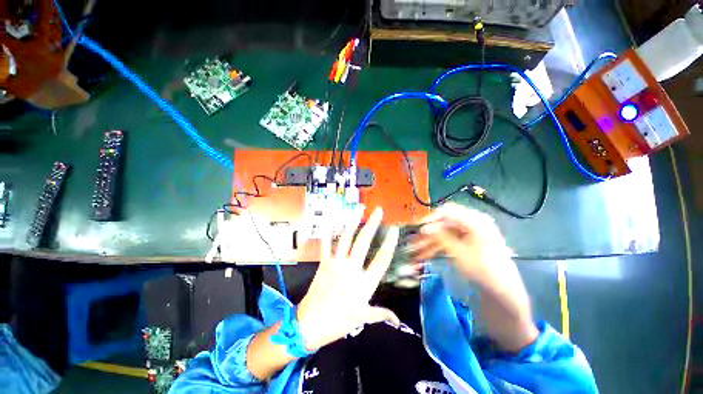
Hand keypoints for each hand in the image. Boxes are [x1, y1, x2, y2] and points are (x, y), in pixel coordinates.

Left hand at [296, 206, 400, 350]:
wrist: (309, 325)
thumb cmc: (337, 322)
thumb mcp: (362, 318)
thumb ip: (381, 314)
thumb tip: (396, 319)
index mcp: (364, 284)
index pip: (381, 260)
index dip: (389, 243)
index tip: (394, 230)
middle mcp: (351, 269)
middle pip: (364, 242)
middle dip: (373, 224)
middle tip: (379, 211)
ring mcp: (336, 264)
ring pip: (346, 238)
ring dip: (353, 222)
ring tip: (360, 209)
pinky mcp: (323, 262)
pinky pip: (326, 244)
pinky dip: (328, 232)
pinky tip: (331, 220)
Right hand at [413, 203, 512, 286]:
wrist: (503, 293)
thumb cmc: (483, 270)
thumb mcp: (458, 252)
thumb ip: (440, 237)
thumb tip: (424, 228)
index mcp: (475, 220)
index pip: (448, 211)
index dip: (431, 218)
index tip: (418, 227)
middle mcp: (473, 223)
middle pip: (444, 223)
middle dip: (428, 231)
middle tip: (414, 239)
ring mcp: (470, 234)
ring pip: (444, 233)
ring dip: (430, 240)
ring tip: (416, 249)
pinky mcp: (468, 244)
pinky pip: (449, 241)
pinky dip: (437, 247)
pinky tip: (425, 254)